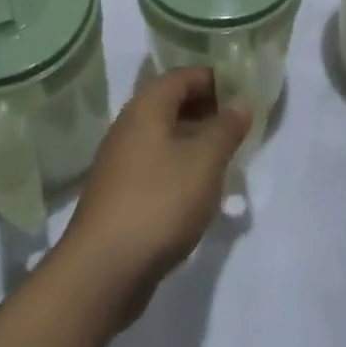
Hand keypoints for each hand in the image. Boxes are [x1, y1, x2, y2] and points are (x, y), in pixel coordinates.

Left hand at [58, 67, 249, 326]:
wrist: (103, 270)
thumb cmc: (160, 202)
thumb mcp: (205, 161)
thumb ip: (226, 128)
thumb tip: (241, 103)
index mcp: (146, 108)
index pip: (182, 76)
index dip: (213, 78)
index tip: (242, 92)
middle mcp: (128, 127)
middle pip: (170, 103)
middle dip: (205, 109)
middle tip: (238, 124)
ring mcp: (120, 162)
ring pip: (163, 136)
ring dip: (193, 140)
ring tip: (225, 156)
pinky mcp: (119, 195)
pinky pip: (155, 165)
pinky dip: (179, 166)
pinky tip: (198, 189)